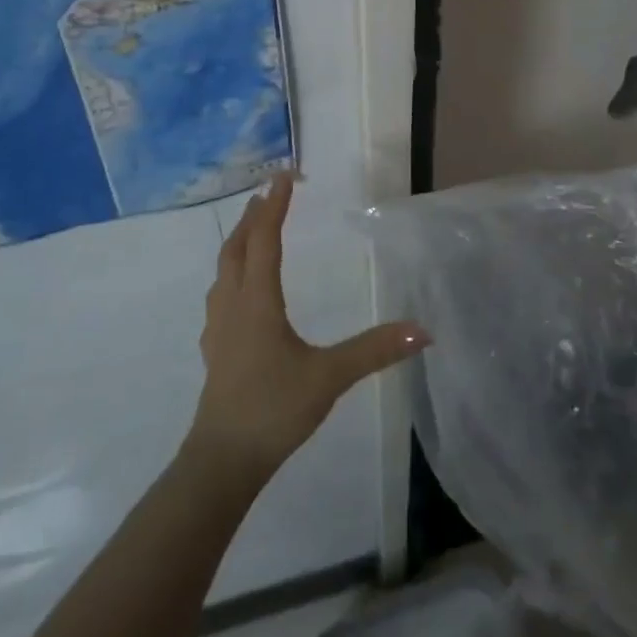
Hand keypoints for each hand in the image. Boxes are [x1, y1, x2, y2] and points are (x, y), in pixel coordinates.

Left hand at [185, 173, 428, 483]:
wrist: (222, 459)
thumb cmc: (274, 409)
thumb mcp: (329, 377)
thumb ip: (374, 350)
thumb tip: (422, 331)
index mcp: (258, 301)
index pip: (265, 239)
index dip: (275, 205)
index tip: (285, 176)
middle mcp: (233, 304)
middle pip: (237, 246)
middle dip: (253, 216)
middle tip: (268, 193)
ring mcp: (218, 326)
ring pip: (224, 268)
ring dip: (238, 241)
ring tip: (253, 229)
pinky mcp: (214, 347)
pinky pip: (220, 292)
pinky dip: (232, 271)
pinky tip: (241, 289)